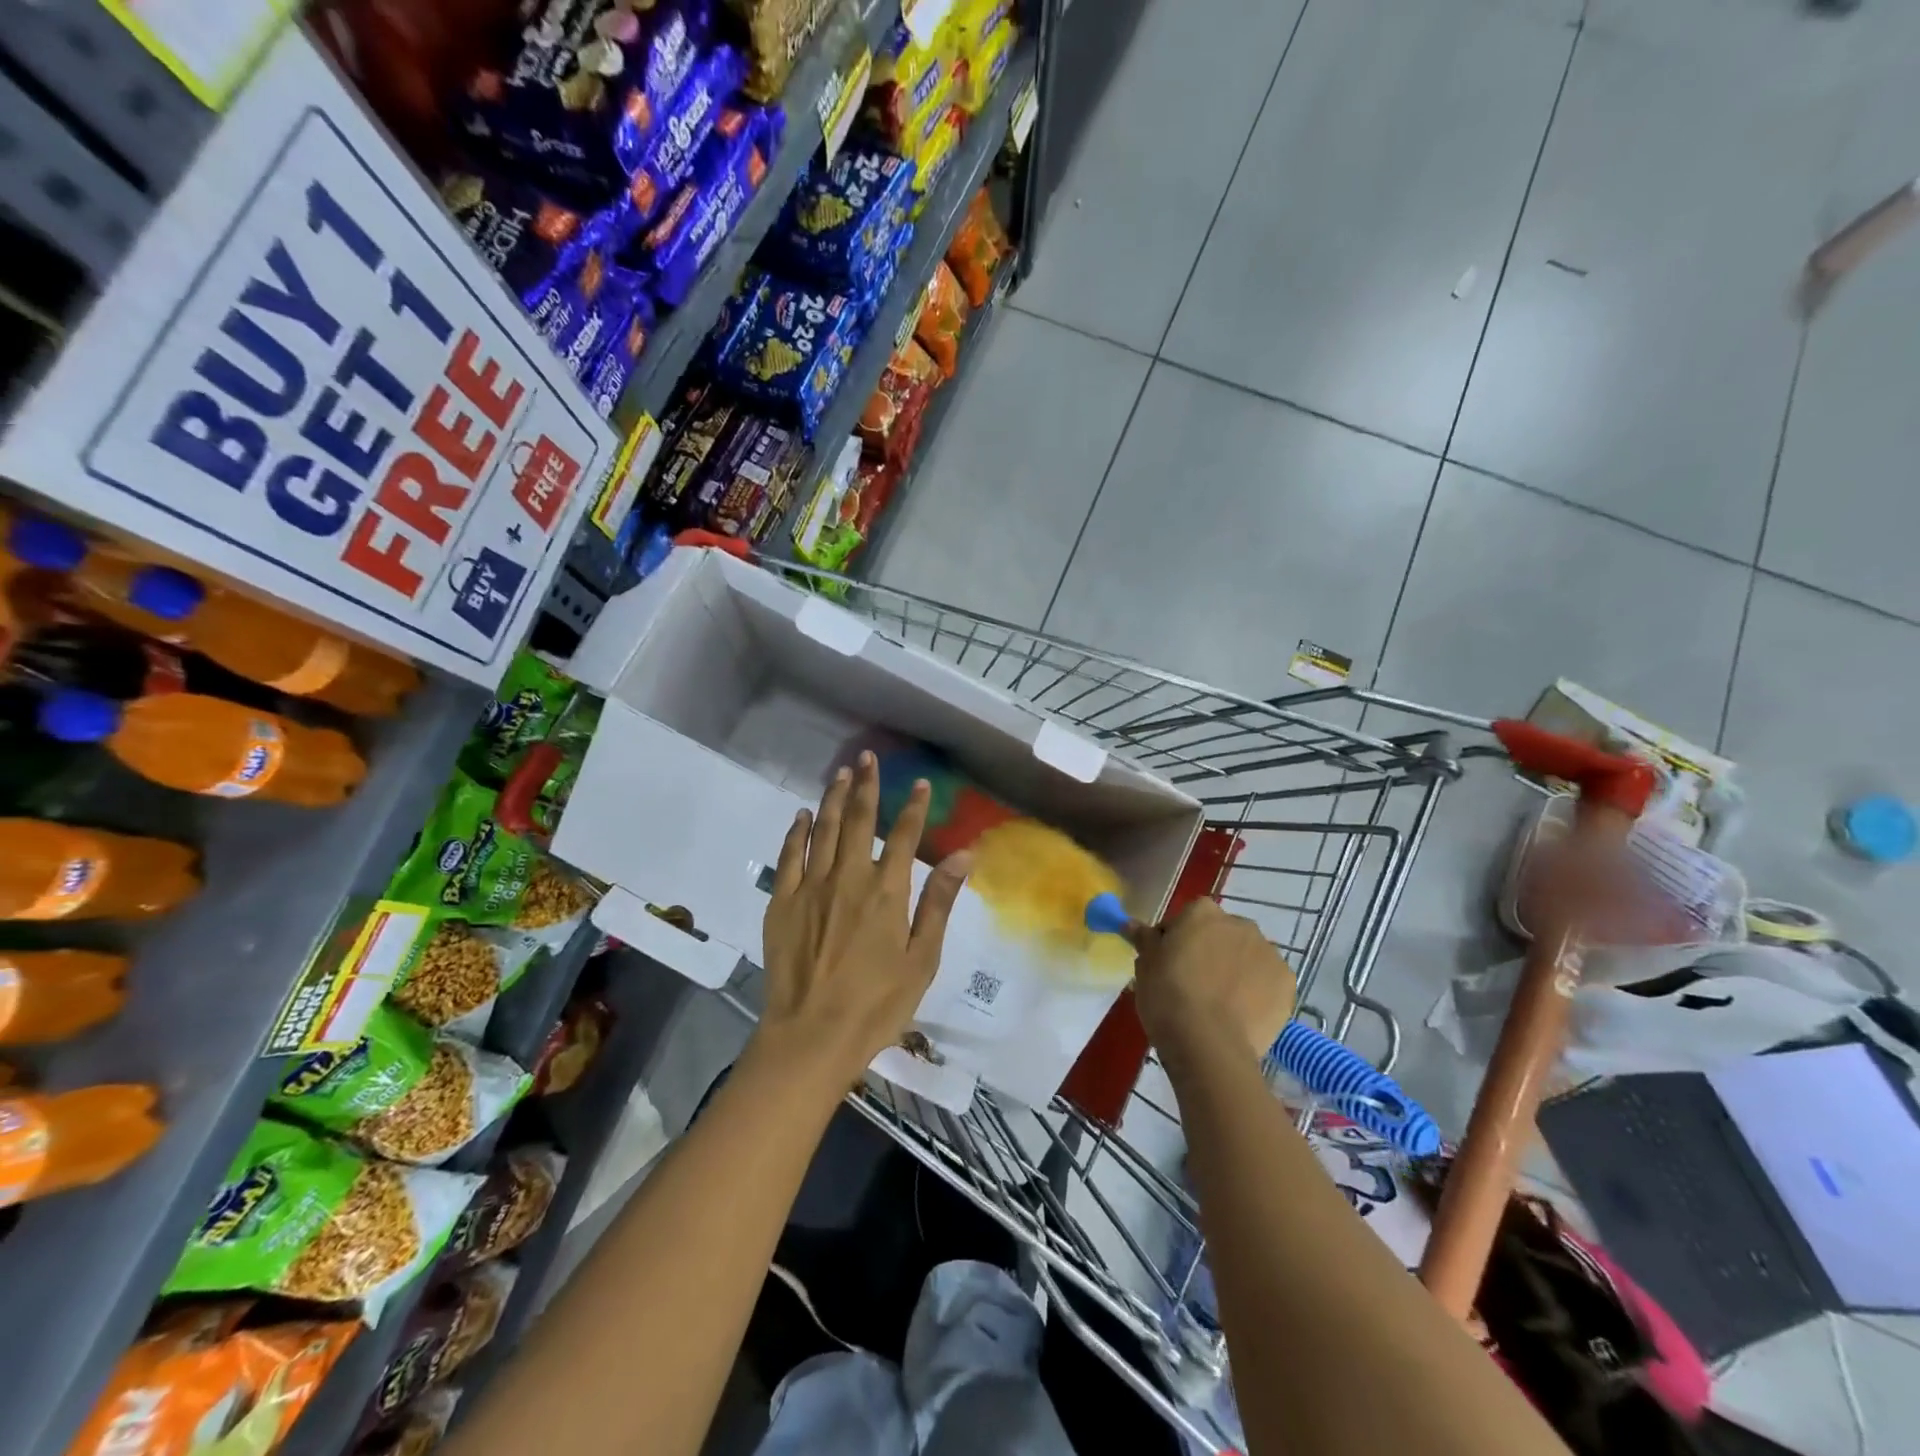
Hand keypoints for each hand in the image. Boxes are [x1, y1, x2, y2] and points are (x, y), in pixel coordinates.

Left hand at [756, 751, 970, 1085]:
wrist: (812, 1036)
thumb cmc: (877, 1004)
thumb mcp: (922, 958)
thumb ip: (938, 902)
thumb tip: (964, 855)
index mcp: (886, 892)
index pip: (905, 836)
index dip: (914, 806)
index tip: (920, 782)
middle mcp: (848, 877)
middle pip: (859, 820)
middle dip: (867, 785)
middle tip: (868, 758)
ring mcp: (810, 887)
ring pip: (824, 830)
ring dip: (834, 798)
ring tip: (841, 773)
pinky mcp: (781, 902)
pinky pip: (789, 856)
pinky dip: (797, 832)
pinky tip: (803, 816)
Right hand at [1133, 899, 1295, 1065]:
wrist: (1208, 1043)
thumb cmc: (1167, 996)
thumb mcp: (1145, 965)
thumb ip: (1144, 939)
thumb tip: (1133, 924)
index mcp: (1202, 912)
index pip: (1187, 918)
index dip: (1176, 939)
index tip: (1168, 963)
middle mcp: (1240, 923)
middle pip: (1221, 934)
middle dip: (1210, 951)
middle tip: (1193, 983)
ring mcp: (1268, 952)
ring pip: (1247, 956)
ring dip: (1235, 969)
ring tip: (1219, 1003)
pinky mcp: (1287, 983)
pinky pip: (1267, 981)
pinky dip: (1257, 991)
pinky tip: (1242, 1013)